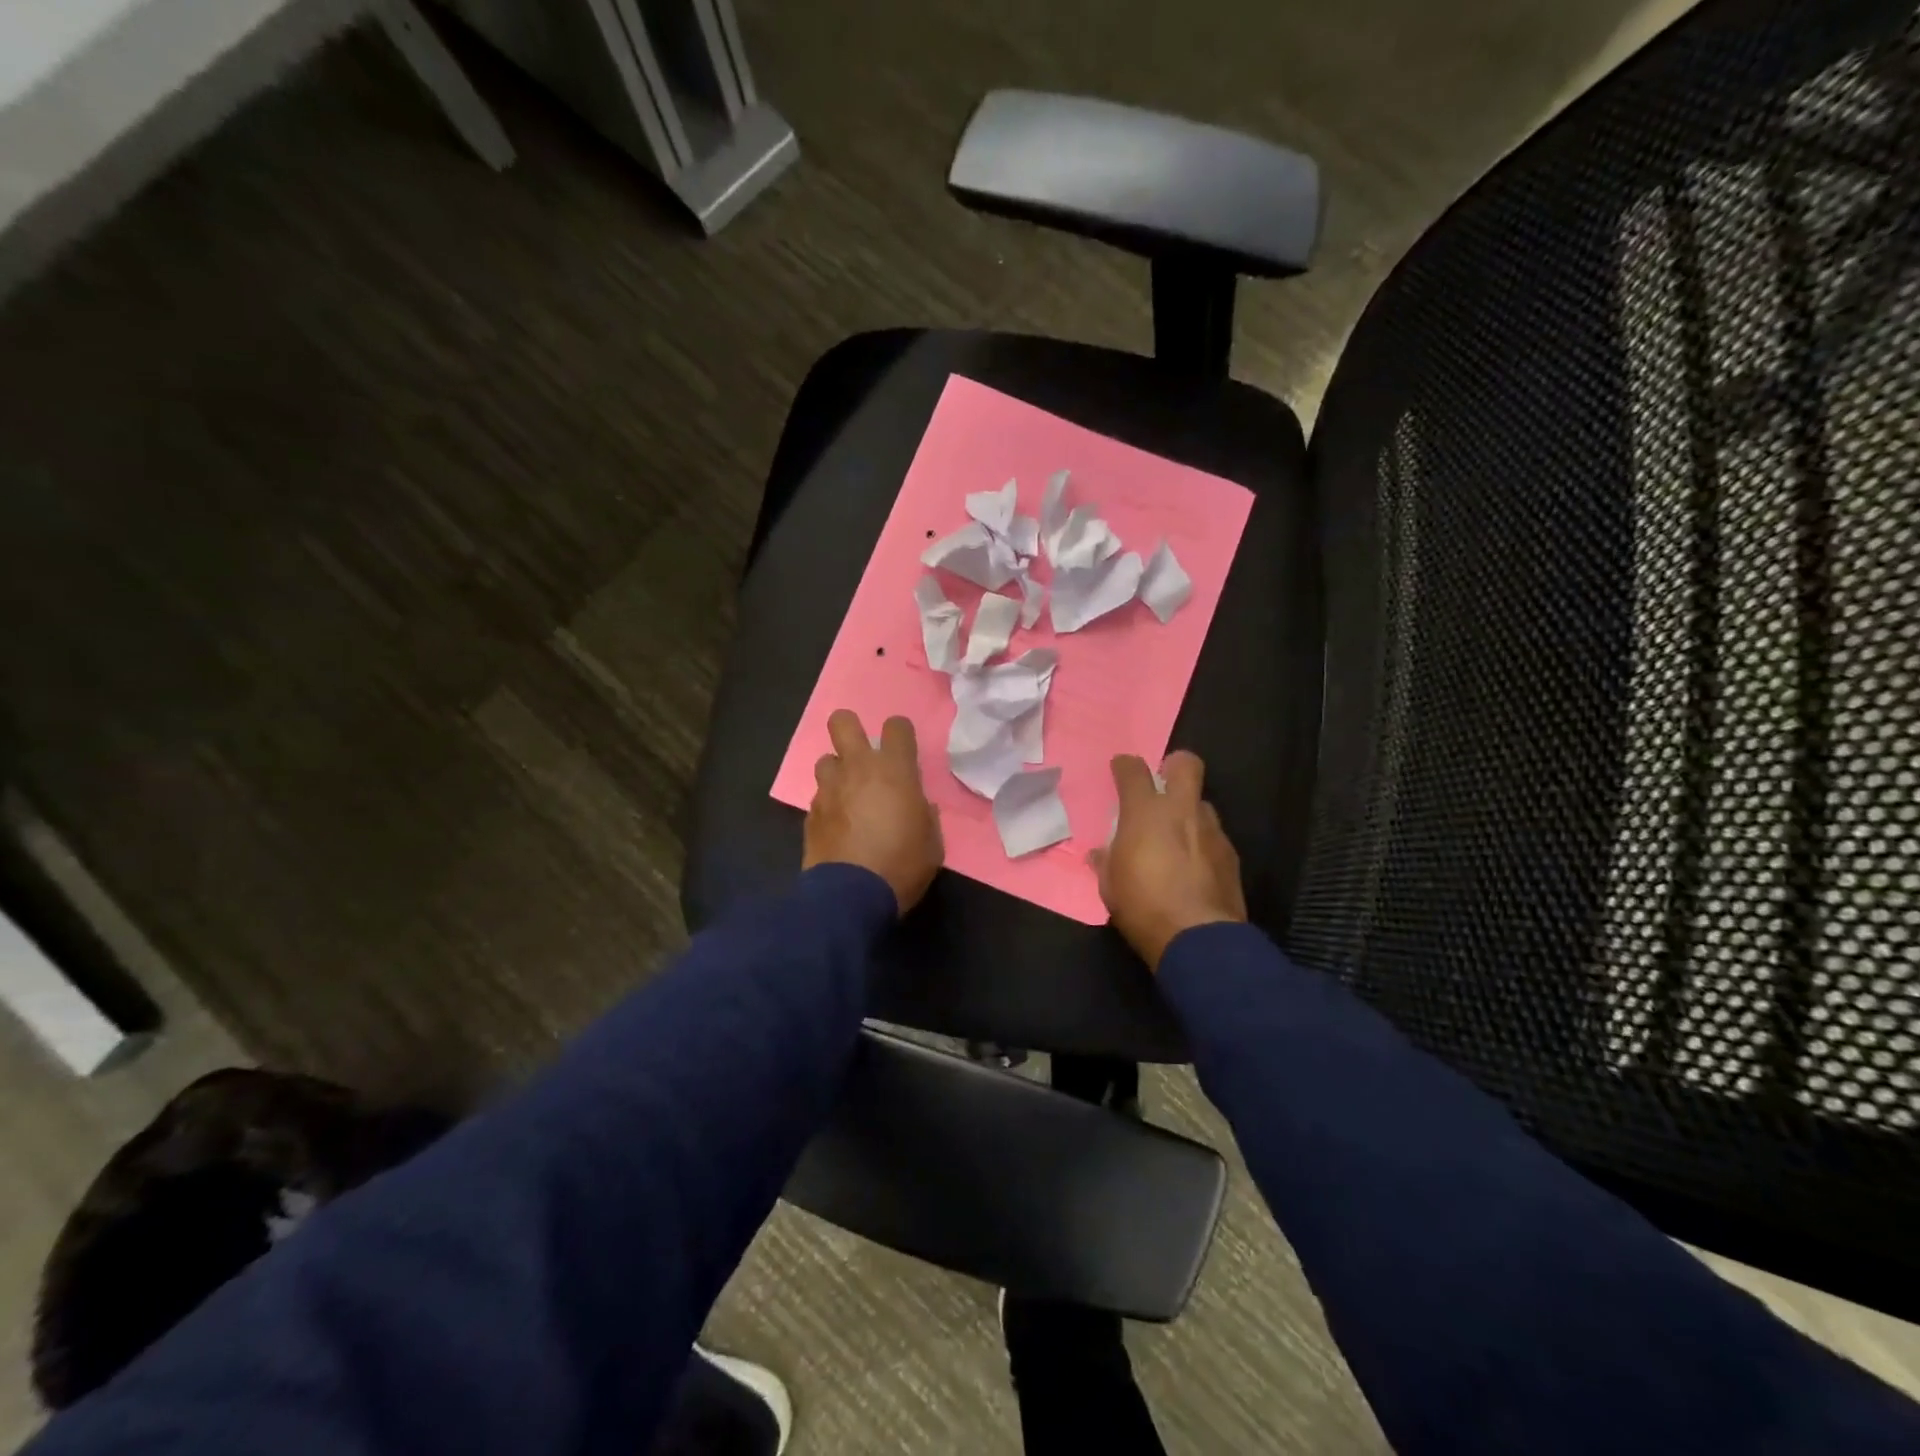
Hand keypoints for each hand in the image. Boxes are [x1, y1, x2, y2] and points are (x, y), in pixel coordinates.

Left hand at [804, 710, 944, 914]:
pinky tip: (837, 823)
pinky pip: (819, 795)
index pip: (897, 726)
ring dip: (837, 771)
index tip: (903, 749)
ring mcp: (829, 789)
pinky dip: (828, 802)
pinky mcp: (810, 812)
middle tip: (861, 750)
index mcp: (894, 770)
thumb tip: (917, 806)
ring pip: (825, 759)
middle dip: (850, 727)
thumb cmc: (902, 865)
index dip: (900, 732)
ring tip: (848, 793)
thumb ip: (924, 815)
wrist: (850, 896)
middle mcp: (858, 769)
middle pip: (842, 722)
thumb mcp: (932, 843)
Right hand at [1090, 750, 1246, 970]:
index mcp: (1145, 813)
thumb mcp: (1110, 886)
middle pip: (1186, 764)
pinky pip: (1214, 835)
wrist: (1198, 939)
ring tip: (1177, 837)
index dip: (1125, 766)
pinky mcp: (1231, 854)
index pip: (1133, 770)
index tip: (1120, 769)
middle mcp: (1181, 811)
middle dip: (1175, 765)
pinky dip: (1202, 842)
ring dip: (1189, 811)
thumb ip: (1106, 861)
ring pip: (1202, 803)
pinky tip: (1194, 866)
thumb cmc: (1143, 907)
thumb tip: (1100, 853)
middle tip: (1163, 781)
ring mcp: (1211, 830)